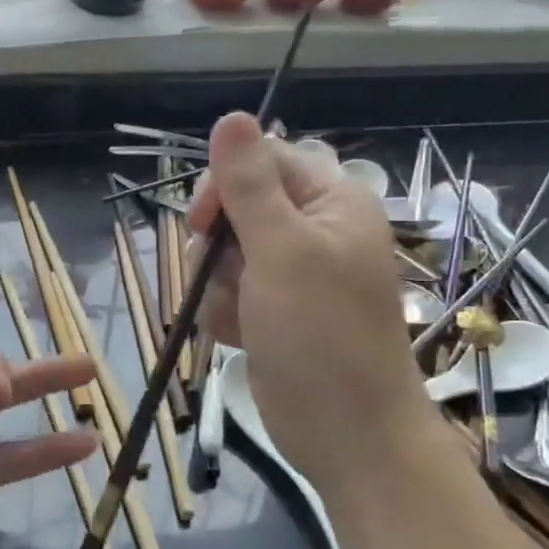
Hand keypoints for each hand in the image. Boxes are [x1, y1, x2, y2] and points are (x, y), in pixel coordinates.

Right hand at [188, 112, 431, 491]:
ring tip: (237, 317)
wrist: (346, 433)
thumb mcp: (280, 250)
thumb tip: (231, 115)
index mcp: (331, 202)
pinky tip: (238, 336)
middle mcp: (314, 231)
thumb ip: (249, 184)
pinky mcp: (275, 311)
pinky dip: (224, 312)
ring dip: (217, 285)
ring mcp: (294, 275)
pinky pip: (229, 291)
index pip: (264, 160)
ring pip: (226, 253)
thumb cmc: (320, 335)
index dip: (225, 185)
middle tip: (223, 277)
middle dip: (218, 246)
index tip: (202, 223)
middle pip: (238, 208)